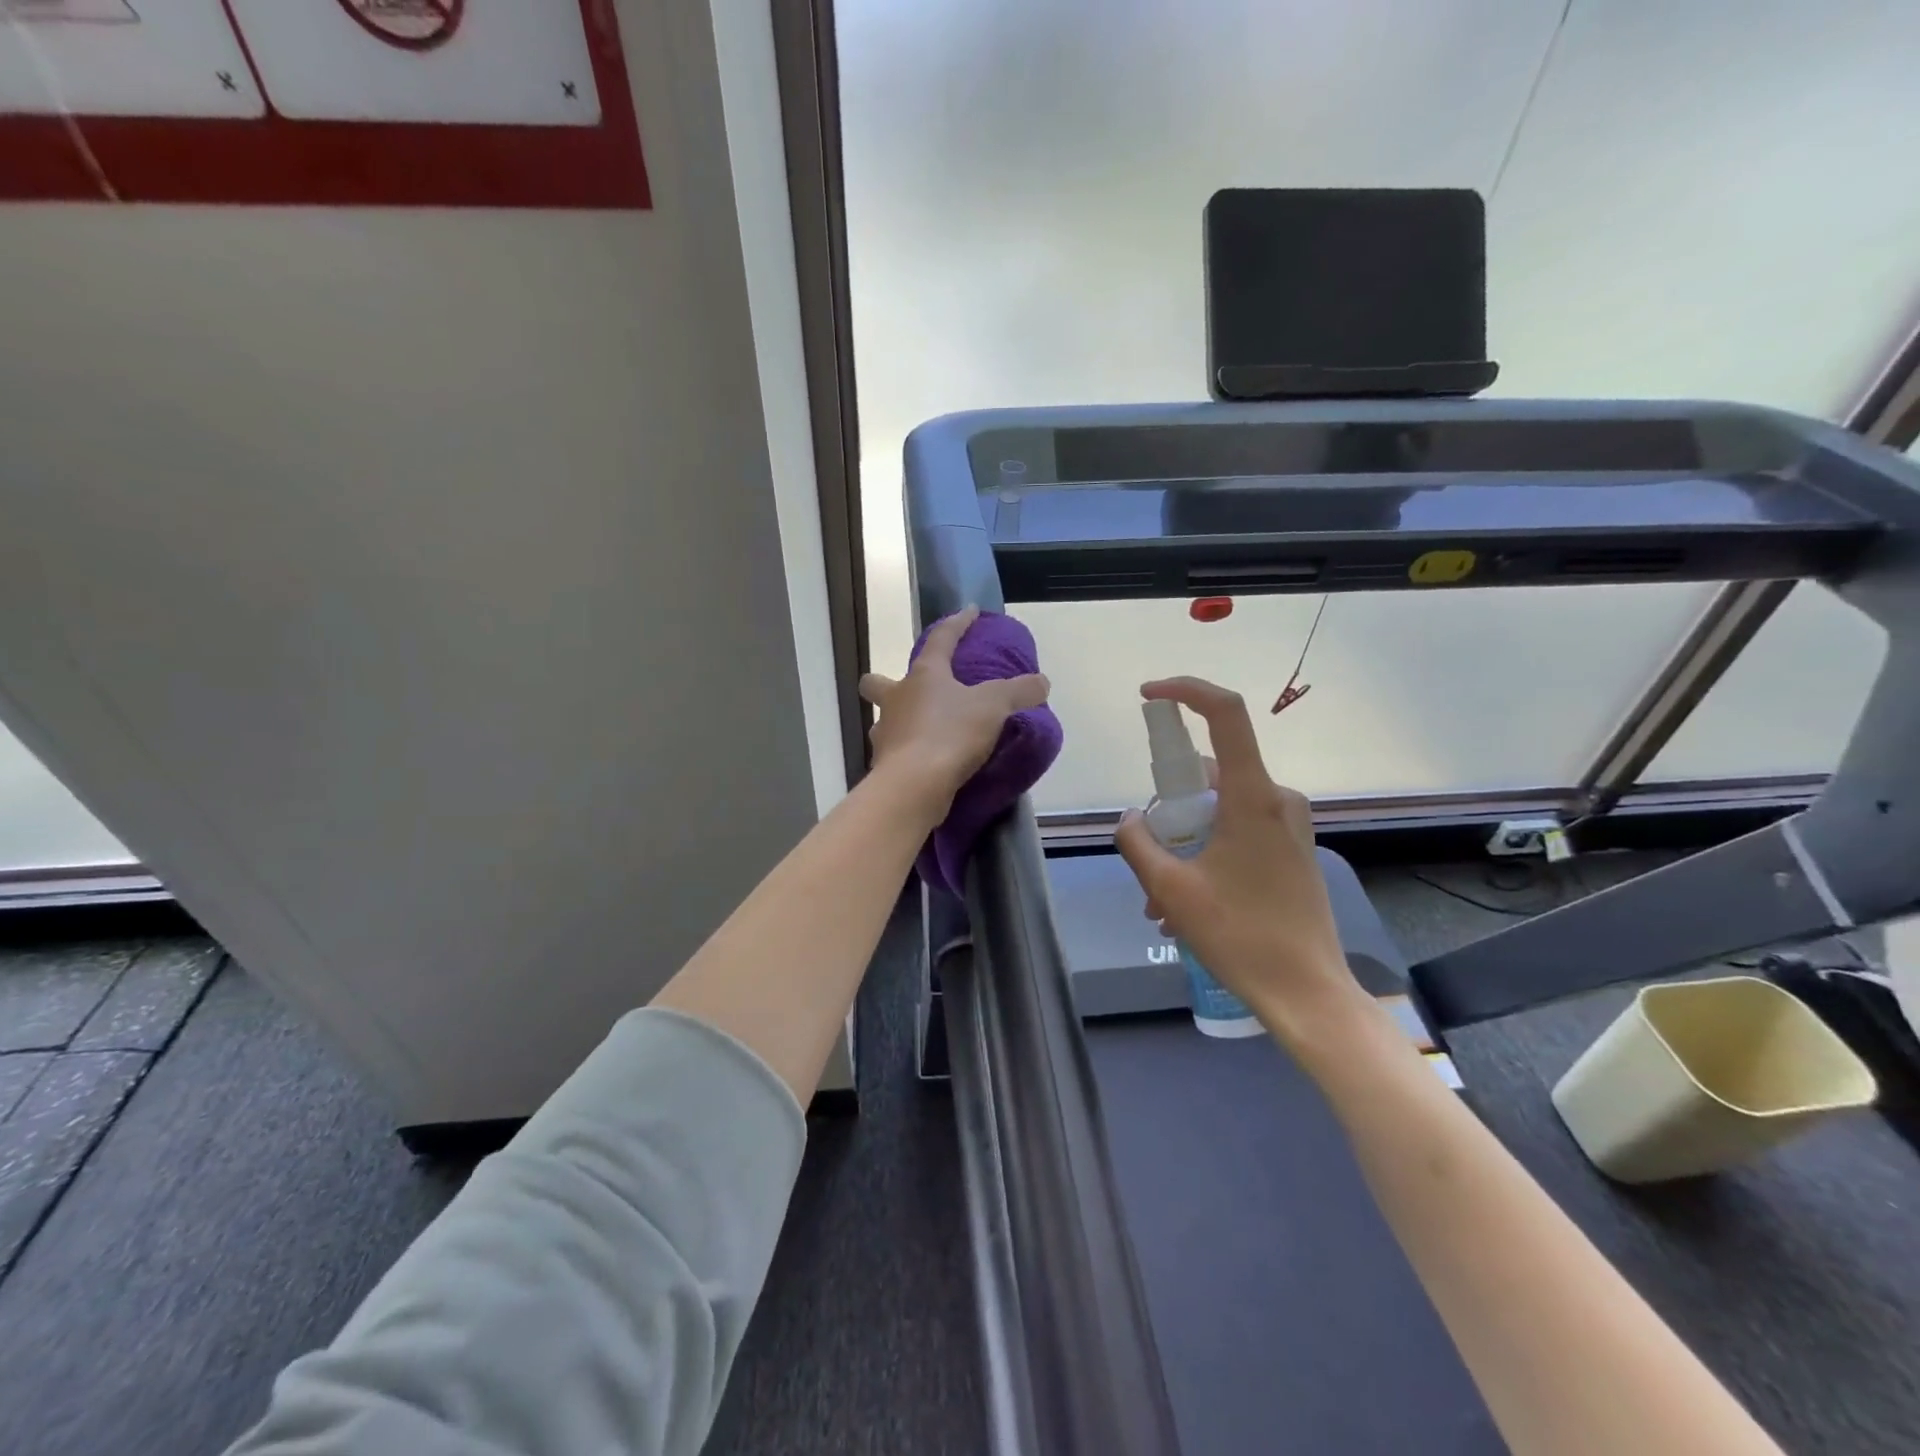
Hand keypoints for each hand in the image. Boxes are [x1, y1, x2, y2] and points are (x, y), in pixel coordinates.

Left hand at [860, 607, 1049, 818]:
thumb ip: (1019, 691)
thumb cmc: (950, 734)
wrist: (914, 786)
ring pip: (885, 721)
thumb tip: (1041, 682)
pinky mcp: (884, 766)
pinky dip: (909, 754)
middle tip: (911, 691)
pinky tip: (927, 763)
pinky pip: (895, 753)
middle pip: (877, 683)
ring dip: (900, 723)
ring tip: (926, 732)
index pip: (940, 639)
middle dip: (886, 682)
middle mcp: (896, 700)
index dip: (957, 623)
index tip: (969, 612)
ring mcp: (885, 734)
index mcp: (923, 675)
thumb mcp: (994, 707)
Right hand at [1113, 676, 1358, 1041]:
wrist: (1308, 993)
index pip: (1225, 713)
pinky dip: (1205, 852)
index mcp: (1252, 797)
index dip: (1185, 691)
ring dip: (1183, 841)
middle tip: (1146, 857)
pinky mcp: (1292, 849)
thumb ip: (1138, 842)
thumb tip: (1131, 818)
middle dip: (1168, 807)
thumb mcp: (1170, 888)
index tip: (1148, 695)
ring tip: (1159, 899)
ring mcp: (1288, 825)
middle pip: (1209, 773)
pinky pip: (1237, 831)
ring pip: (1219, 809)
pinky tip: (1185, 903)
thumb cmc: (1239, 935)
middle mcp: (1276, 799)